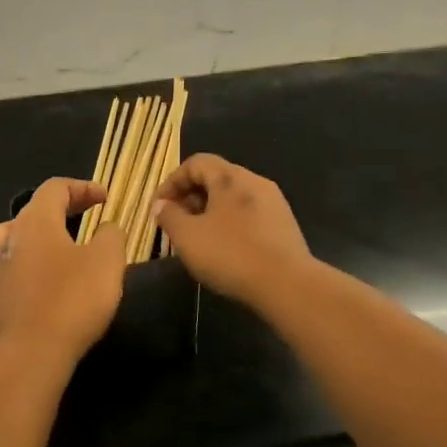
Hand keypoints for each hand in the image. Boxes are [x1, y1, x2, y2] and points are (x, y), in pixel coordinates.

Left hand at [0, 178, 126, 365]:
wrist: (34, 350)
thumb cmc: (73, 298)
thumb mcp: (107, 261)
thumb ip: (111, 235)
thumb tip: (107, 227)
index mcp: (36, 220)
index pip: (55, 188)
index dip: (82, 187)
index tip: (106, 198)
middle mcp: (13, 235)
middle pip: (38, 207)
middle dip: (67, 205)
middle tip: (93, 211)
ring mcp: (3, 263)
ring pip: (26, 233)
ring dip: (50, 229)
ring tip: (72, 237)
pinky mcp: (3, 289)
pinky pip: (22, 258)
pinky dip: (41, 253)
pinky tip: (56, 269)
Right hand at [152, 155, 312, 307]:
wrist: (287, 284)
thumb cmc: (231, 254)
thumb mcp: (188, 237)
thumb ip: (169, 216)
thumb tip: (160, 204)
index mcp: (230, 177)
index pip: (196, 163)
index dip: (172, 181)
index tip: (159, 207)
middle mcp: (254, 181)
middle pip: (216, 178)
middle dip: (190, 197)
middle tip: (175, 223)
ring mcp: (273, 203)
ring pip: (233, 198)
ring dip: (210, 211)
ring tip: (197, 238)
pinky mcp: (284, 225)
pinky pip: (249, 214)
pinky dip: (230, 223)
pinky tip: (224, 249)